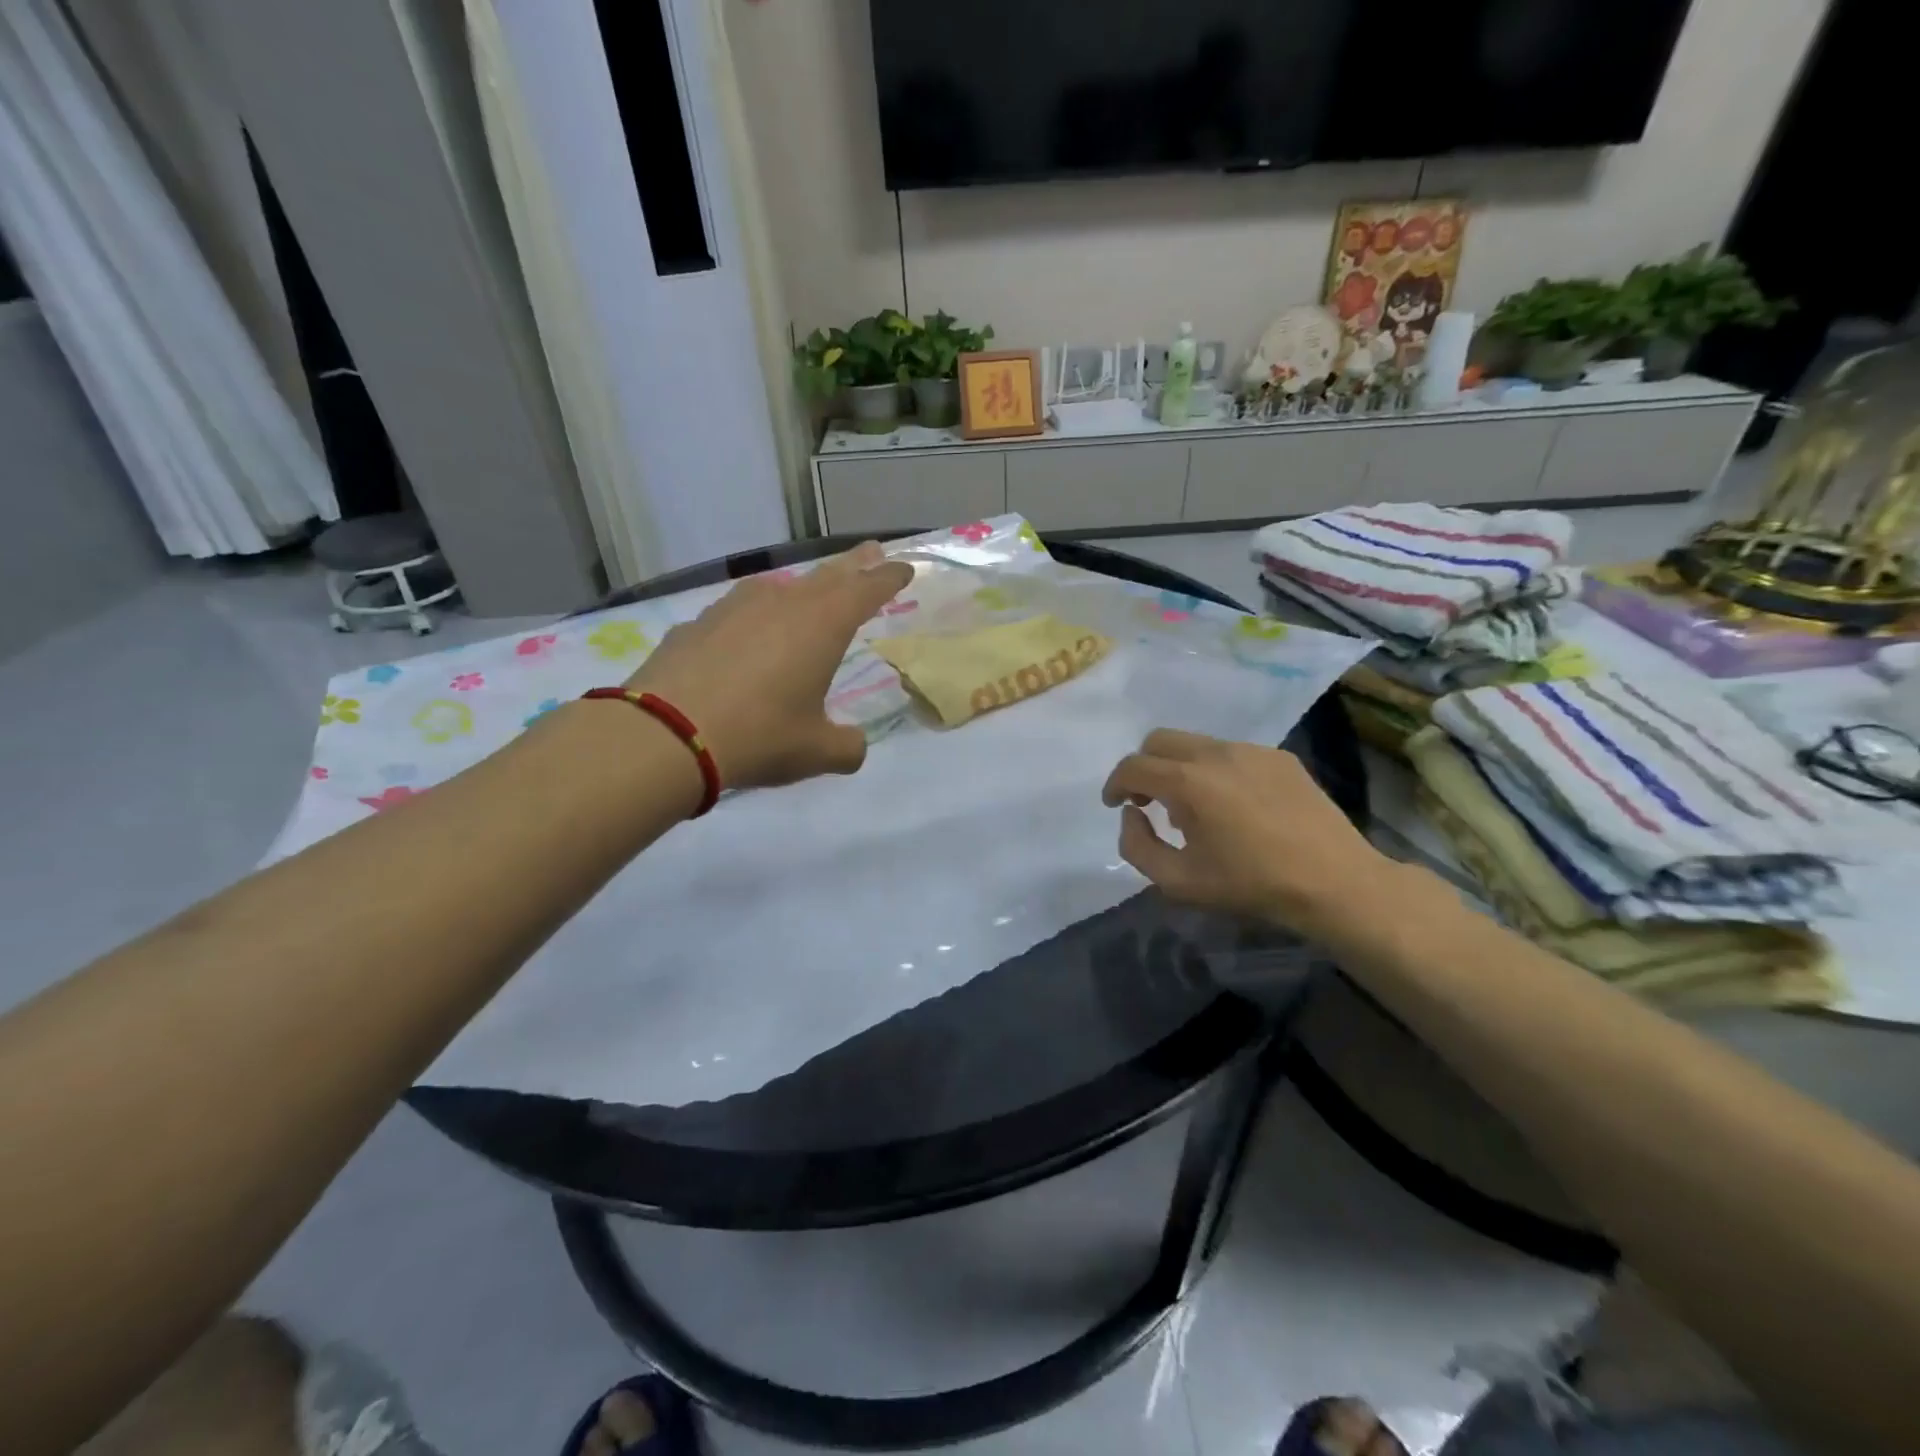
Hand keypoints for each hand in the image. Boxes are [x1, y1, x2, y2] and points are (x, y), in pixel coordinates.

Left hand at [624, 542, 912, 789]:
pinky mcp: (697, 623)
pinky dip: (754, 617)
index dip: (888, 578)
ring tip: (808, 594)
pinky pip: (738, 612)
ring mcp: (734, 608)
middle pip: (827, 576)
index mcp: (822, 625)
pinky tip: (746, 635)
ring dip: (801, 588)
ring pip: (779, 588)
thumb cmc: (759, 736)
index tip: (903, 568)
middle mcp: (782, 603)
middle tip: (870, 551)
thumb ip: (846, 748)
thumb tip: (853, 748)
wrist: (666, 734)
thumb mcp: (817, 752)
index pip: (867, 589)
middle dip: (853, 565)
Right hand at [1101, 729, 1399, 940]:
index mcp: (1188, 782)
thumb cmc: (1251, 885)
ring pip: (1196, 743)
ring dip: (1179, 768)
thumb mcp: (1178, 881)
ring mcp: (1251, 750)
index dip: (1114, 784)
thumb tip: (1132, 813)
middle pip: (1159, 740)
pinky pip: (1231, 753)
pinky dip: (1215, 771)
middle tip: (1148, 801)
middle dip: (1143, 767)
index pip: (1133, 766)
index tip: (1115, 805)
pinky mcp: (1279, 757)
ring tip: (1194, 807)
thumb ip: (1137, 844)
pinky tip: (1233, 806)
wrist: (1335, 883)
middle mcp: (1216, 753)